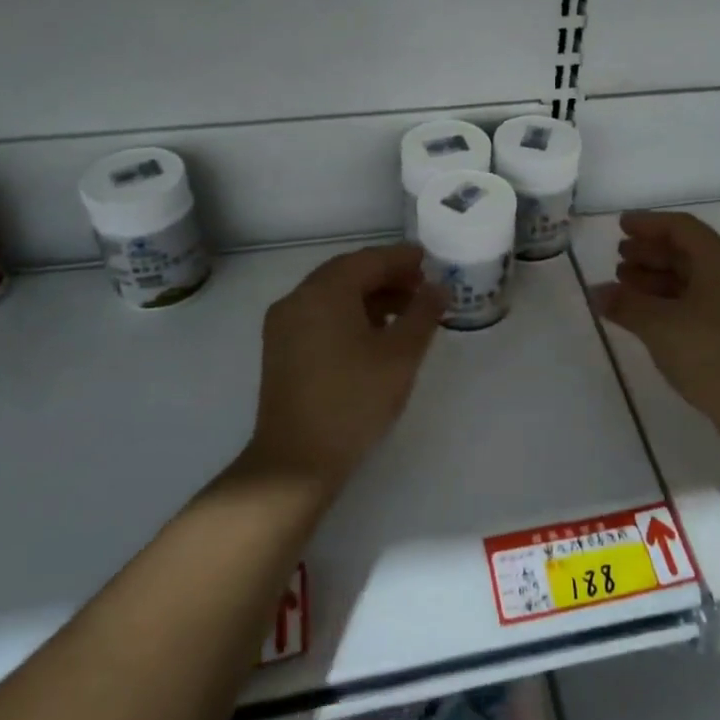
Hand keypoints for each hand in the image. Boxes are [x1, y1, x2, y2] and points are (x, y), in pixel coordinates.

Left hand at [244, 243, 443, 493]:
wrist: (296, 461)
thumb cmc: (354, 401)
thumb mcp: (400, 355)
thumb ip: (423, 314)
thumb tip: (439, 288)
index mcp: (324, 293)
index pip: (368, 260)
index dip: (402, 258)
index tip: (431, 261)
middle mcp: (297, 299)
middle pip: (348, 273)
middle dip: (387, 276)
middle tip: (423, 287)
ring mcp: (284, 325)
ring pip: (333, 295)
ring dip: (370, 297)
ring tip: (407, 313)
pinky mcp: (281, 350)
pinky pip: (320, 315)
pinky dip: (350, 314)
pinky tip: (376, 335)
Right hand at [590, 211, 719, 444]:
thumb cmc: (712, 354)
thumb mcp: (660, 325)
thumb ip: (626, 304)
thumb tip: (597, 292)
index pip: (681, 227)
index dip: (649, 223)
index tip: (620, 226)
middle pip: (687, 253)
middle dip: (650, 253)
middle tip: (618, 259)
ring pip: (692, 280)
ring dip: (657, 279)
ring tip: (624, 287)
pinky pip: (697, 303)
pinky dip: (669, 303)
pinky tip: (646, 317)